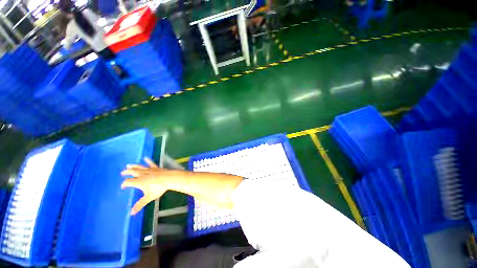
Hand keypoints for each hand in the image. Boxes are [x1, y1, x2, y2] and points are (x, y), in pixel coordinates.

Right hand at [121, 158, 167, 214]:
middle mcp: (142, 174)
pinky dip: (148, 161)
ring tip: (128, 165)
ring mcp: (149, 170)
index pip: (128, 182)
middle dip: (126, 173)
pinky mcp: (156, 167)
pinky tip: (145, 158)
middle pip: (132, 172)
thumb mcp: (148, 197)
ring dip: (133, 166)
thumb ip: (140, 204)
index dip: (124, 184)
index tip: (123, 187)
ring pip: (139, 167)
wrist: (169, 178)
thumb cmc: (158, 188)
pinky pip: (151, 163)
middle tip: (122, 173)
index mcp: (139, 182)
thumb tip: (131, 213)